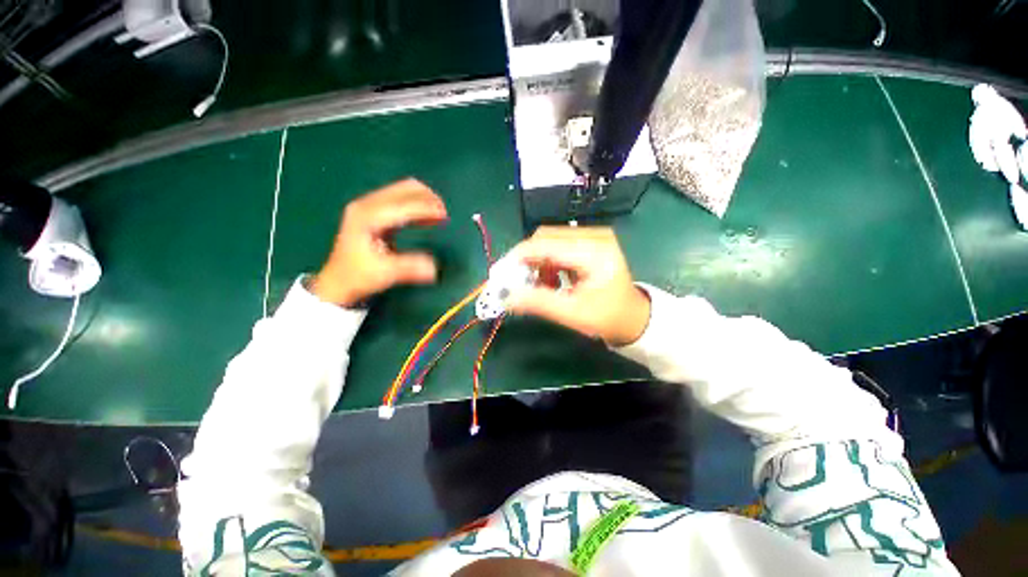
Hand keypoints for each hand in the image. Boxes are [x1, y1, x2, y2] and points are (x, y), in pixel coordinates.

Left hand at [311, 179, 447, 306]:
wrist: (338, 281)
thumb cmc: (359, 276)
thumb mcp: (384, 273)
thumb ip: (409, 268)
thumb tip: (434, 267)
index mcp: (367, 217)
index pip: (402, 205)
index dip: (425, 208)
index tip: (444, 215)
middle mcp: (367, 205)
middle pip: (403, 189)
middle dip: (427, 198)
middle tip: (444, 214)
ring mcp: (370, 206)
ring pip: (403, 191)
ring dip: (424, 199)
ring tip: (440, 214)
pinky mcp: (375, 212)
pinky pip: (401, 200)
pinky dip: (417, 204)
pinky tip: (428, 218)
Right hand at [506, 226, 650, 346]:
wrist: (633, 317)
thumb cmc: (608, 318)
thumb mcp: (573, 314)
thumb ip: (538, 302)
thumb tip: (505, 297)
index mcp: (594, 251)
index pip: (546, 243)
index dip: (518, 257)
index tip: (500, 275)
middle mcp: (594, 235)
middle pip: (545, 237)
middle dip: (527, 259)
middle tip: (517, 283)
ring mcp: (592, 236)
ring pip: (549, 240)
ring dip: (537, 262)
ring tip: (540, 286)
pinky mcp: (589, 242)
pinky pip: (558, 245)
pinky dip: (547, 262)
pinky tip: (551, 280)